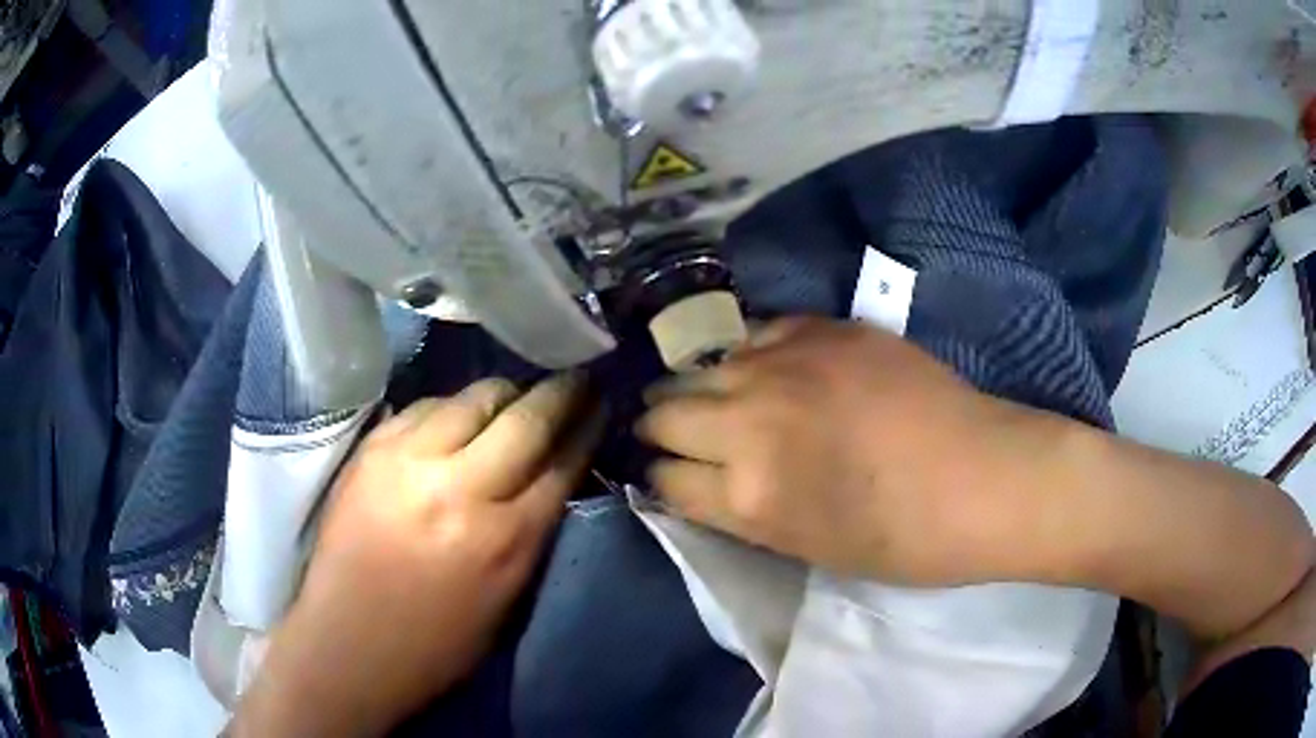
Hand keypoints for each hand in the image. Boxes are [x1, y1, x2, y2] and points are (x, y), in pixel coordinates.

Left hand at [233, 375, 600, 736]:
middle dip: (560, 392)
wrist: (349, 645)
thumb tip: (553, 474)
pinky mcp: (373, 449)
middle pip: (526, 418)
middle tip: (575, 378)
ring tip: (515, 397)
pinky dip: (452, 407)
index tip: (601, 402)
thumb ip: (534, 530)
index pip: (563, 462)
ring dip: (504, 395)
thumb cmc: (438, 643)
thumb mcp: (509, 598)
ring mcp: (410, 461)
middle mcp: (461, 489)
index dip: (588, 426)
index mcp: (506, 540)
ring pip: (474, 398)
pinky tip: (458, 415)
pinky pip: (426, 406)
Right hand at [637, 317, 1046, 585]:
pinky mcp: (824, 329)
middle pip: (666, 412)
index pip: (664, 477)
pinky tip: (761, 367)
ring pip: (702, 366)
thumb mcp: (804, 546)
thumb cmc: (900, 539)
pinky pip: (757, 333)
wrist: (982, 479)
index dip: (659, 477)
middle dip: (659, 427)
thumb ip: (737, 511)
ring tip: (709, 396)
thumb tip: (695, 482)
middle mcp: (751, 419)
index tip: (665, 473)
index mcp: (747, 493)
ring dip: (696, 386)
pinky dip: (748, 355)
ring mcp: (788, 364)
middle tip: (671, 432)